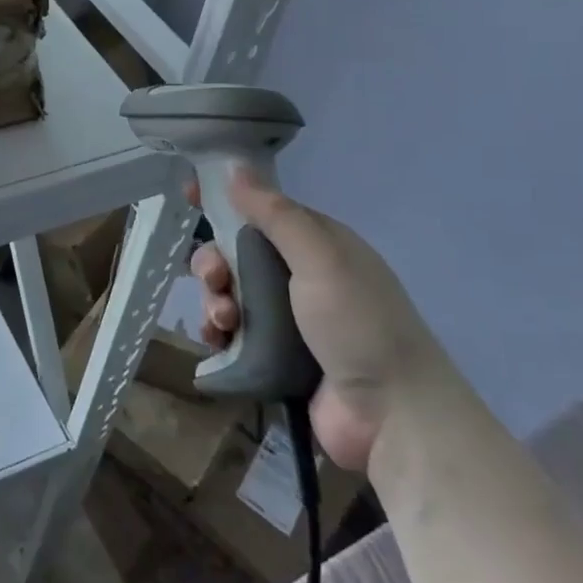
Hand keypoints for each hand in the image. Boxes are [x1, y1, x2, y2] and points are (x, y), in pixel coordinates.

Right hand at [187, 169, 448, 471]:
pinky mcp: (274, 356)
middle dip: (215, 262)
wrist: (392, 415)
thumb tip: (235, 168)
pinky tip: (218, 340)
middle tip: (216, 279)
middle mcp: (301, 276)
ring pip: (230, 293)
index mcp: (317, 245)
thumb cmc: (358, 323)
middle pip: (237, 254)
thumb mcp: (320, 257)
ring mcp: (287, 319)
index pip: (263, 210)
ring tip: (223, 321)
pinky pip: (232, 333)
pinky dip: (218, 332)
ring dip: (214, 300)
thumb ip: (275, 214)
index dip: (226, 201)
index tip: (190, 195)